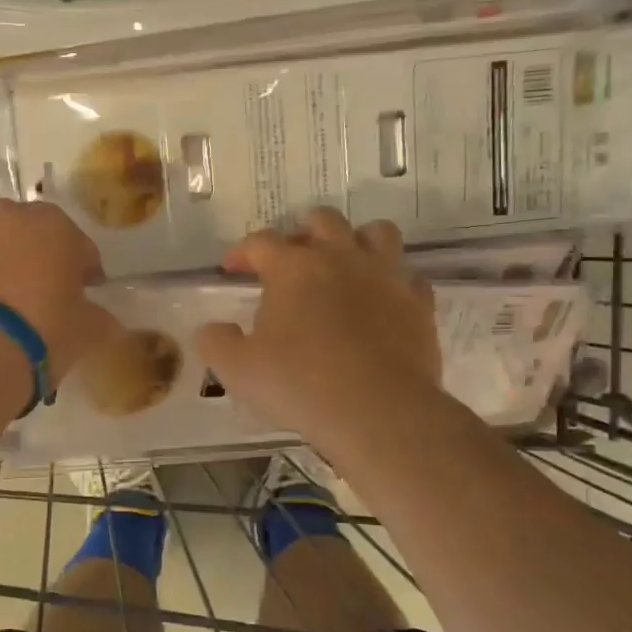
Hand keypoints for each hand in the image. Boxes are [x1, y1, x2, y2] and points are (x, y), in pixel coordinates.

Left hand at [0, 199, 117, 384]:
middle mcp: (4, 213)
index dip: (81, 272)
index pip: (78, 246)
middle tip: (31, 299)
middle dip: (31, 258)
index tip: (79, 298)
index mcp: (53, 226)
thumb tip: (104, 318)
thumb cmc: (37, 338)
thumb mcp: (86, 333)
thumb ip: (100, 317)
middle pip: (25, 234)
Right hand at [195, 207, 439, 435]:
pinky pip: (408, 276)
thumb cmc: (299, 384)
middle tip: (290, 258)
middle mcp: (341, 257)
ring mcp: (386, 276)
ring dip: (356, 240)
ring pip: (376, 233)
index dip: (241, 252)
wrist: (378, 411)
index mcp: (293, 267)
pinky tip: (381, 300)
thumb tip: (213, 328)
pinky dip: (392, 281)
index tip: (231, 269)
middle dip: (301, 232)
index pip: (260, 242)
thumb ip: (216, 342)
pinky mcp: (418, 303)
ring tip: (344, 263)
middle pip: (322, 220)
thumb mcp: (237, 369)